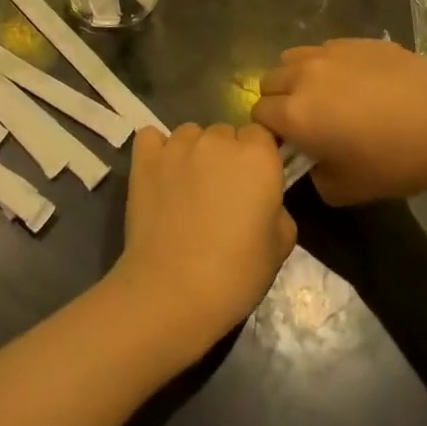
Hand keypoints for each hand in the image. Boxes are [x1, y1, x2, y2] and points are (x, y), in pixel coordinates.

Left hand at [108, 123, 295, 359]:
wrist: (173, 292)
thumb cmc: (235, 274)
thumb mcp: (280, 246)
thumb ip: (277, 208)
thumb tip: (264, 201)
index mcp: (258, 156)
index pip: (260, 135)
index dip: (257, 158)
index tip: (252, 186)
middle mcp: (218, 139)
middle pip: (225, 133)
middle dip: (225, 157)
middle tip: (220, 195)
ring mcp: (178, 145)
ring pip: (190, 134)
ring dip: (193, 153)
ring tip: (187, 190)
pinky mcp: (146, 157)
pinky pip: (152, 137)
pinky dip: (157, 151)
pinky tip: (160, 175)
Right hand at [254, 39, 426, 204]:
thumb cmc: (395, 161)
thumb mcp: (347, 190)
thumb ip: (315, 177)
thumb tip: (312, 164)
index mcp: (294, 114)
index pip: (259, 115)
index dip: (270, 132)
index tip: (292, 145)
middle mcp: (302, 76)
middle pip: (270, 82)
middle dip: (279, 102)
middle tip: (308, 122)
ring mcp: (329, 52)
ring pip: (292, 59)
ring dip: (297, 77)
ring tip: (325, 96)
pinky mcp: (355, 41)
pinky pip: (326, 50)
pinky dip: (328, 65)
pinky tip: (358, 83)